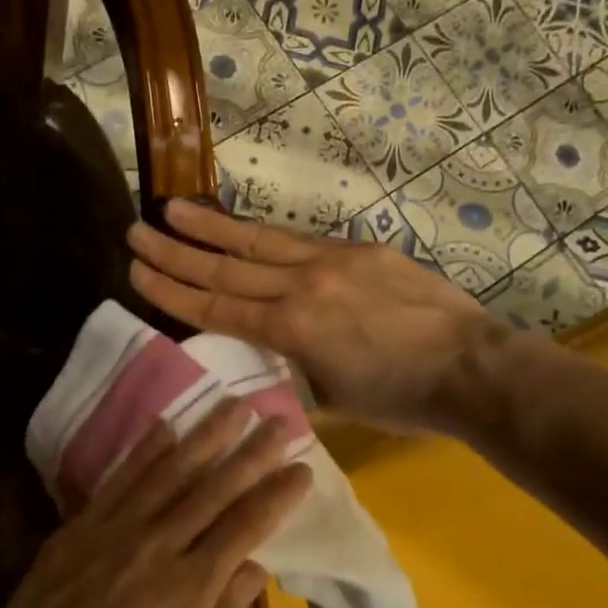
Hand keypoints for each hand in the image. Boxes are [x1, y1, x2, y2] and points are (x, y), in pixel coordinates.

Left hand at [0, 398, 310, 607]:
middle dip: (252, 452)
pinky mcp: (76, 531)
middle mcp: (155, 547)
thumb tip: (257, 566)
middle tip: (281, 420)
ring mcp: (112, 533)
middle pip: (213, 488)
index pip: (245, 526)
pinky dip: (144, 452)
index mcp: (189, 589)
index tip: (303, 468)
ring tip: (232, 405)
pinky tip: (165, 426)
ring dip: (205, 436)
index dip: (277, 495)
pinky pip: (118, 481)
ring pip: (168, 473)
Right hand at [127, 200, 507, 435]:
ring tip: (173, 209)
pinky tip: (243, 229)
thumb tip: (267, 354)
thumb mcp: (331, 398)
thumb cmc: (400, 398)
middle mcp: (302, 286)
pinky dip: (264, 236)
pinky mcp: (360, 250)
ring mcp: (332, 261)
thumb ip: (289, 370)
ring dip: (211, 227)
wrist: (471, 367)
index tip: (136, 272)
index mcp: (291, 330)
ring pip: (258, 242)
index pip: (215, 307)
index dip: (172, 290)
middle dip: (176, 251)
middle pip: (225, 268)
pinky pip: (300, 242)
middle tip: (136, 231)